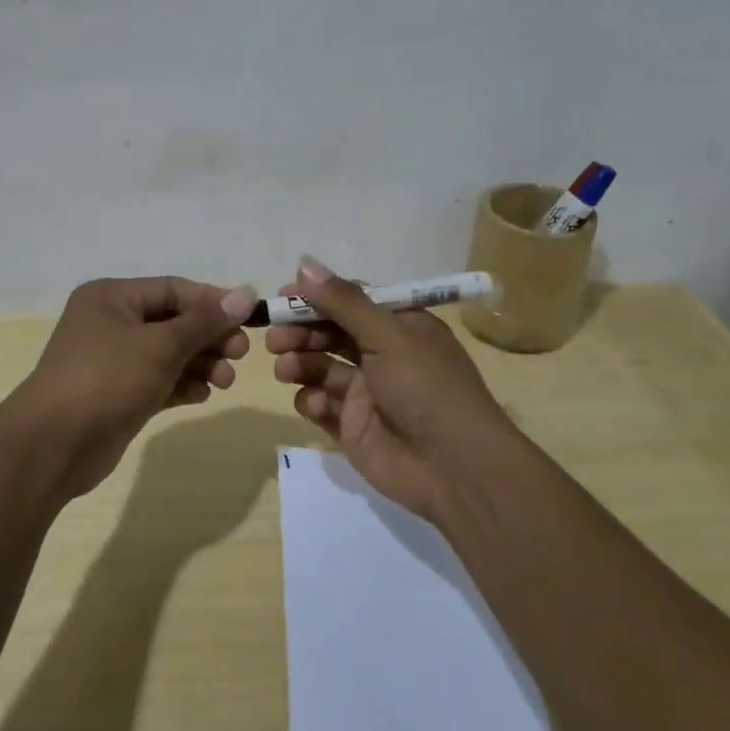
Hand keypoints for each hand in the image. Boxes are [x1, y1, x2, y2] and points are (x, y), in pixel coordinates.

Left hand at [16, 276, 255, 497]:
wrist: (55, 445)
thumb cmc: (107, 378)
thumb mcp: (161, 345)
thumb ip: (205, 321)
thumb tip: (246, 293)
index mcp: (112, 297)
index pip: (173, 289)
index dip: (213, 302)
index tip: (250, 318)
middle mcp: (111, 323)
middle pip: (173, 322)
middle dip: (209, 337)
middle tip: (241, 354)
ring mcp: (113, 361)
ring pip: (168, 354)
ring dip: (200, 364)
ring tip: (225, 381)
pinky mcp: (118, 394)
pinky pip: (159, 380)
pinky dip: (182, 384)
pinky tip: (203, 395)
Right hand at [266, 256, 516, 519]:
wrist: (454, 467)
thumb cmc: (426, 386)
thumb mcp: (388, 334)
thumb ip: (343, 301)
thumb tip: (304, 263)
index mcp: (400, 326)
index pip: (352, 301)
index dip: (317, 297)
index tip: (284, 295)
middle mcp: (382, 355)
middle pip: (330, 333)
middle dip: (301, 331)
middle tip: (275, 336)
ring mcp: (366, 392)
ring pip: (321, 367)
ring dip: (300, 363)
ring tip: (285, 368)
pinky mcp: (352, 426)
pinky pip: (322, 405)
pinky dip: (312, 400)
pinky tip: (316, 403)